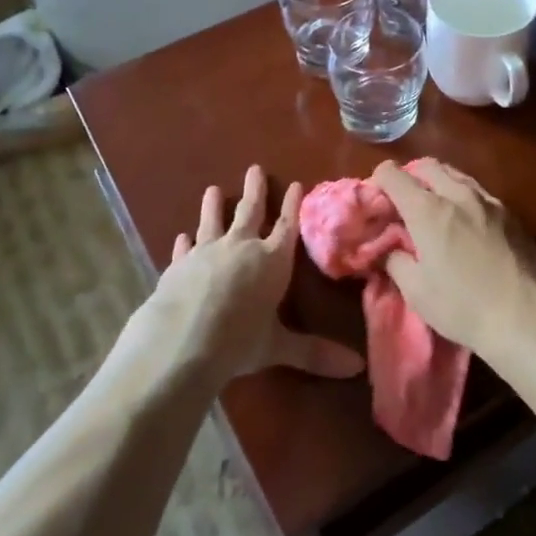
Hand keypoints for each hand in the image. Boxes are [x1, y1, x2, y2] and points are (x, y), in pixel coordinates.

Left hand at [145, 165, 364, 384]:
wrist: (182, 340)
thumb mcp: (279, 347)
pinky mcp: (178, 265)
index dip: (293, 205)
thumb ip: (315, 353)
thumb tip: (357, 367)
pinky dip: (185, 242)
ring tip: (214, 190)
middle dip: (255, 190)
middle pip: (250, 212)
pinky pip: (184, 249)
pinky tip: (182, 236)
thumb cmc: (239, 340)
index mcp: (272, 261)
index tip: (297, 184)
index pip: (287, 226)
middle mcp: (241, 248)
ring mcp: (206, 253)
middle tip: (254, 168)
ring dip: (214, 206)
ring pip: (213, 221)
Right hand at [371, 159, 535, 360]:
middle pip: (427, 166)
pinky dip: (462, 196)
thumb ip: (395, 261)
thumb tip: (388, 248)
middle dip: (410, 177)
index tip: (376, 198)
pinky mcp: (510, 213)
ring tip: (435, 208)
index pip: (394, 175)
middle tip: (404, 202)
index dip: (379, 180)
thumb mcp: (416, 291)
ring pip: (456, 175)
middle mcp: (458, 194)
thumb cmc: (463, 306)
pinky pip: (478, 192)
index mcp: (428, 210)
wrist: (527, 315)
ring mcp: (488, 200)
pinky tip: (465, 221)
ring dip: (438, 183)